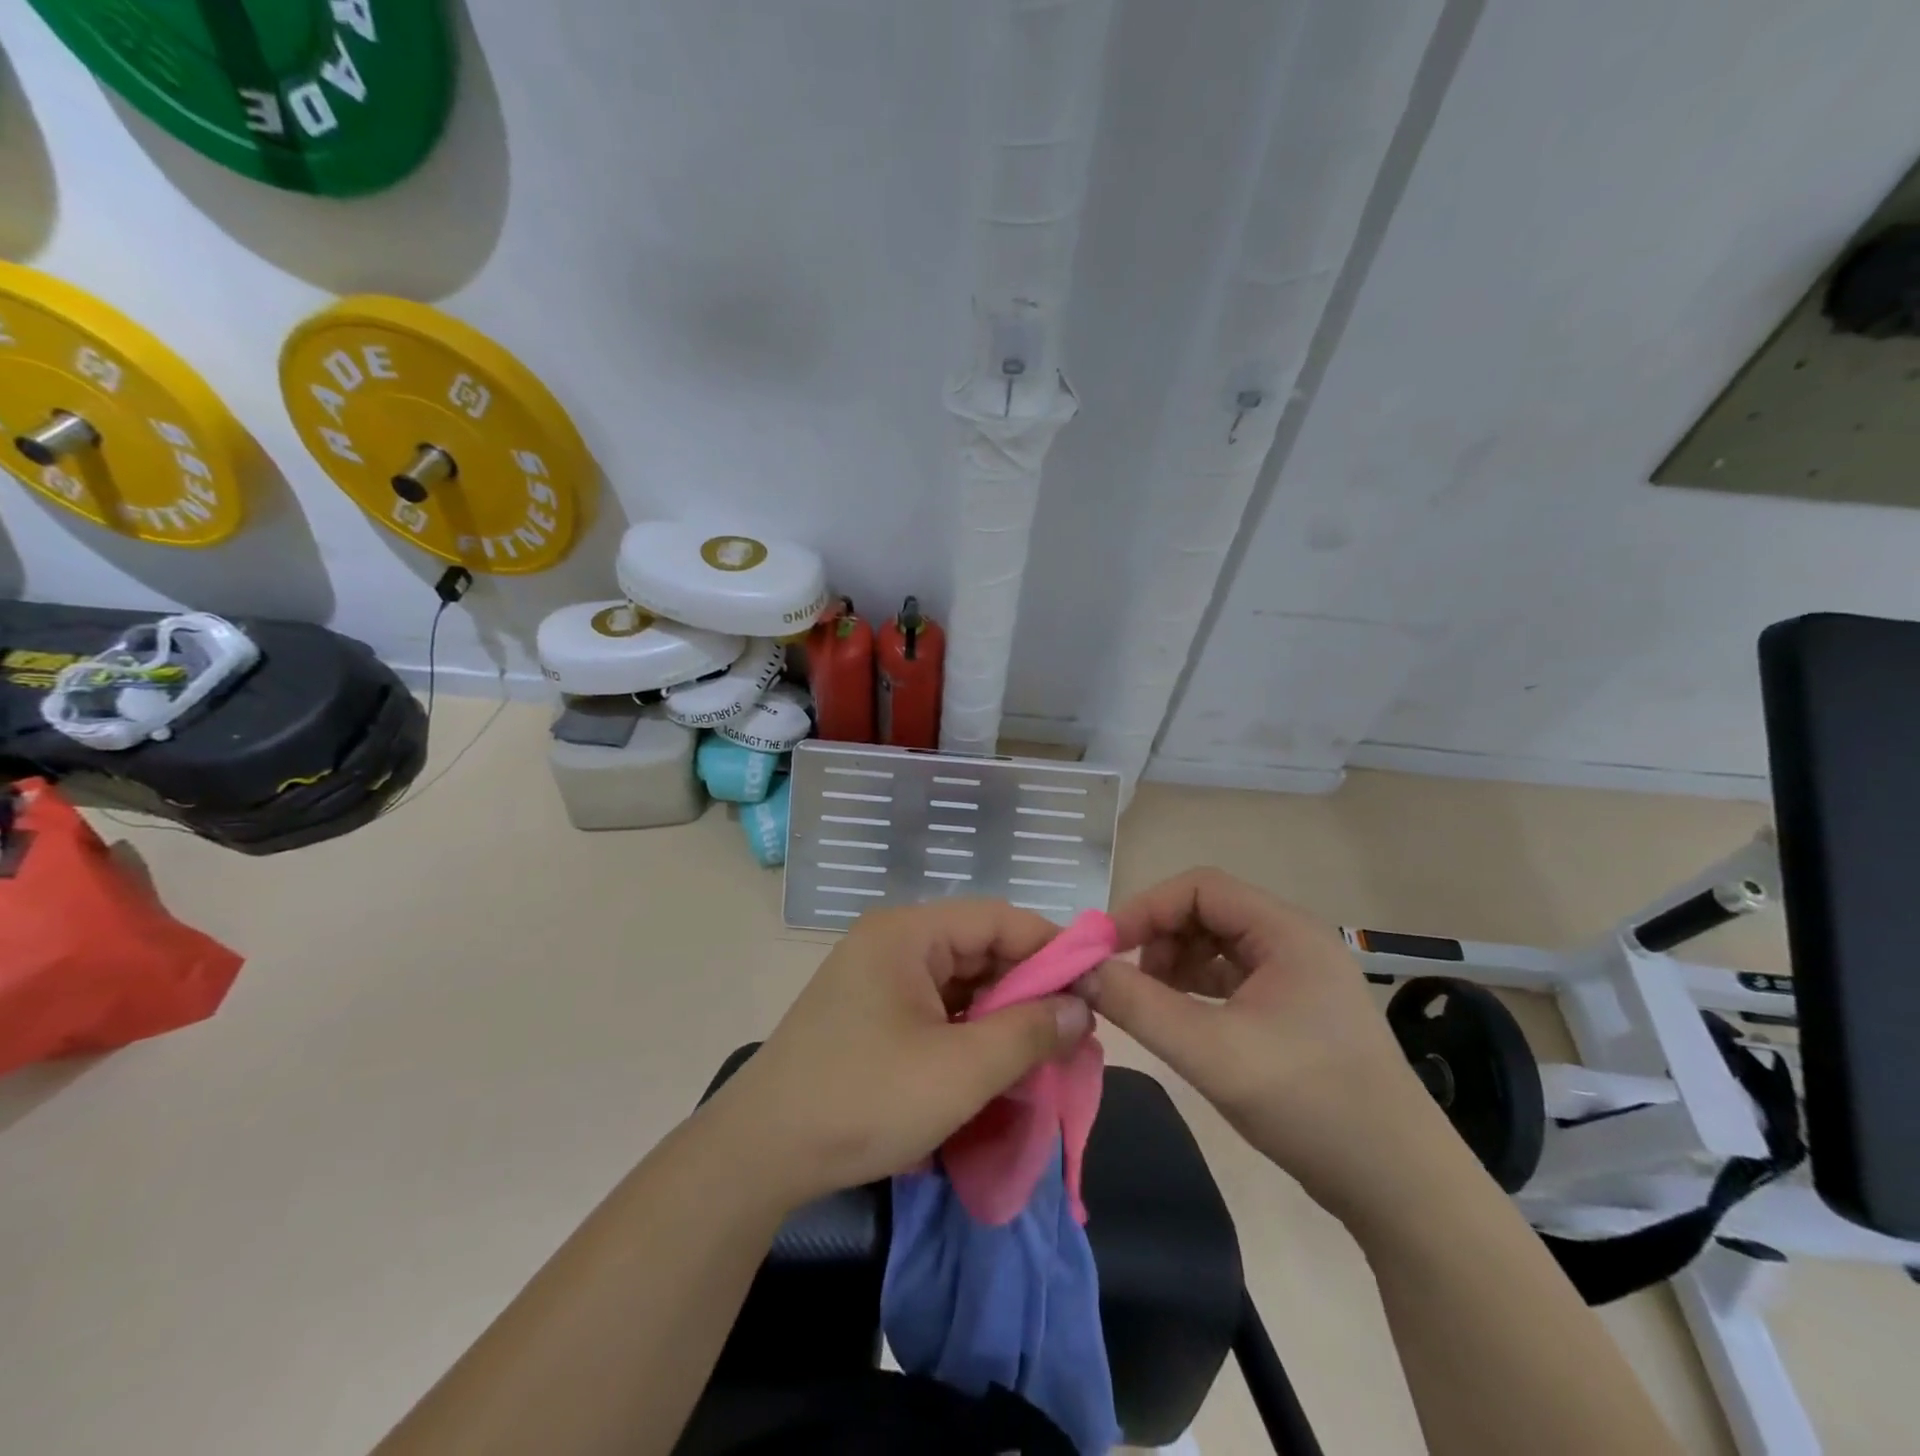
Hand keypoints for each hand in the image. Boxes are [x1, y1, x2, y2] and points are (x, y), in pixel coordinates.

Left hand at [705, 901, 1094, 1209]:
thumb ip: (1029, 1032)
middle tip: (1075, 1032)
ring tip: (1044, 1053)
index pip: (997, 919)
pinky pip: (937, 1009)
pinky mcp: (872, 1014)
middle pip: (979, 949)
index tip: (1094, 988)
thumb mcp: (960, 1071)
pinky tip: (996, 1065)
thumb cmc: (864, 1100)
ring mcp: (878, 979)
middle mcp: (892, 943)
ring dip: (1002, 1016)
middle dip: (1029, 989)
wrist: (760, 1155)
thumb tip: (1080, 1008)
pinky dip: (971, 1033)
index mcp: (908, 933)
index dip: (1051, 948)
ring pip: (961, 983)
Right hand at [1086, 868, 1440, 1218]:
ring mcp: (1299, 976)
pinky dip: (1196, 989)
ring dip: (1175, 963)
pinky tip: (1178, 1018)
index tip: (1104, 948)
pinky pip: (1233, 978)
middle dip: (1158, 937)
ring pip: (1218, 945)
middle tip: (1122, 978)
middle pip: (1208, 912)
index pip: (1200, 888)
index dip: (1146, 909)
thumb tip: (1079, 971)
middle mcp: (1294, 941)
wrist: (1402, 1188)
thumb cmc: (1309, 1104)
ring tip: (1147, 1002)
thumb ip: (1137, 1005)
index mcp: (1286, 931)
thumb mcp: (1210, 1052)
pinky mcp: (1296, 1010)